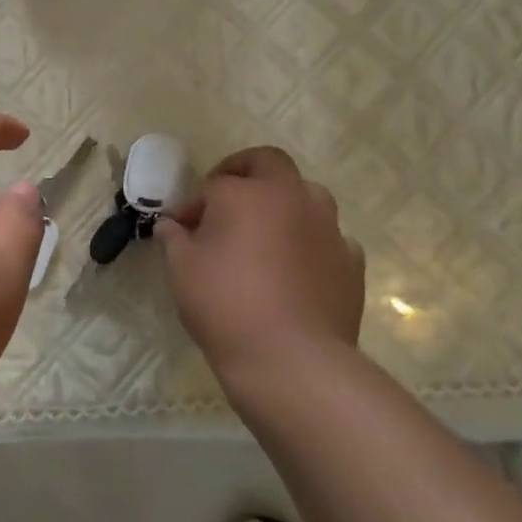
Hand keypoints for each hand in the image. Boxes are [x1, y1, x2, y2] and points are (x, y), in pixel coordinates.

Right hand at [158, 146, 365, 395]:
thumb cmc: (225, 305)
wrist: (292, 358)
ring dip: (283, 204)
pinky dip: (308, 242)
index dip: (193, 204)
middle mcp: (292, 197)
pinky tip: (295, 270)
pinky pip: (326, 237)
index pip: (214, 184)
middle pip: (270, 163)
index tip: (180, 229)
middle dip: (244, 173)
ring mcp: (328, 227)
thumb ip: (174, 239)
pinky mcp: (351, 260)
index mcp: (246, 193)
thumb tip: (170, 225)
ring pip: (306, 195)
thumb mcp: (182, 270)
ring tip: (264, 235)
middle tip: (225, 201)